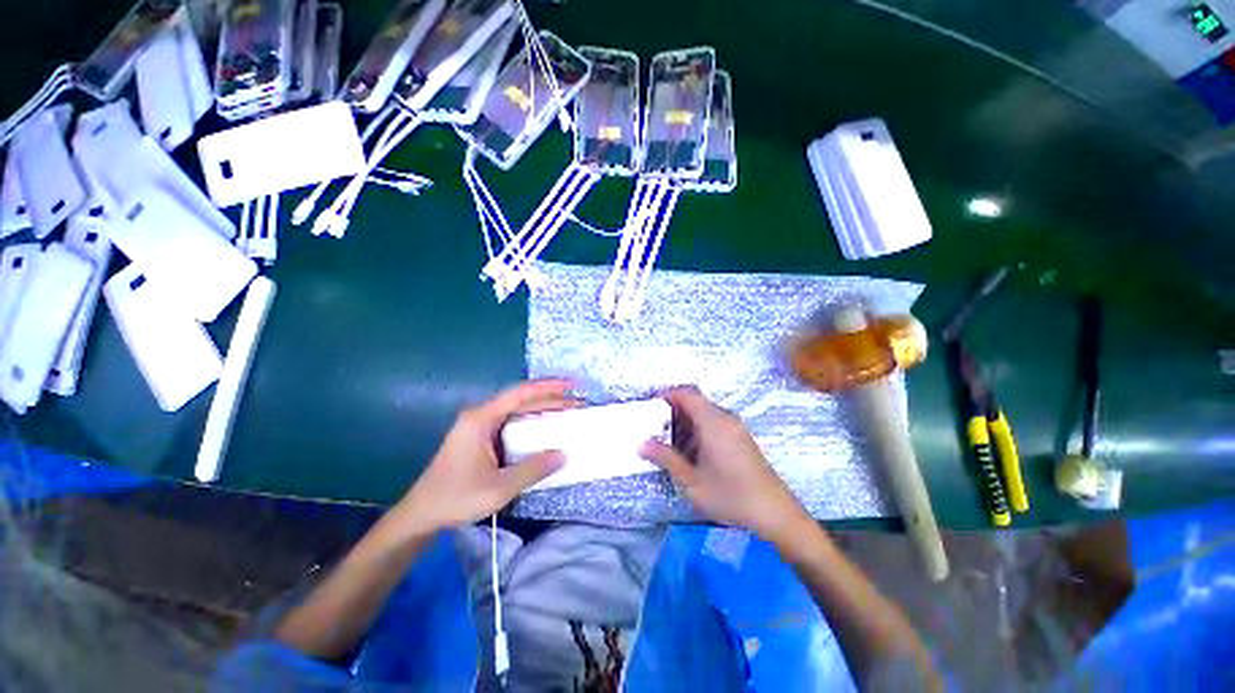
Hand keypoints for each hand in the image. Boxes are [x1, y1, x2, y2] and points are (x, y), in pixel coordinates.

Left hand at [394, 380, 574, 533]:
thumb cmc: (456, 498)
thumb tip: (563, 454)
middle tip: (578, 404)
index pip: (521, 393)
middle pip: (521, 400)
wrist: (421, 515)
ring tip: (568, 414)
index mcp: (482, 419)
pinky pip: (512, 423)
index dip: (549, 386)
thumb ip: (533, 469)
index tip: (572, 384)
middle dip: (551, 399)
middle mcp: (481, 416)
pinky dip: (532, 424)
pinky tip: (546, 431)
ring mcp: (480, 426)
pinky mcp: (481, 438)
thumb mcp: (499, 488)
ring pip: (517, 411)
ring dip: (543, 411)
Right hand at [640, 386, 813, 543]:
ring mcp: (735, 427)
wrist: (775, 512)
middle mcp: (725, 418)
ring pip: (704, 414)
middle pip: (695, 402)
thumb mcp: (692, 481)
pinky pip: (714, 423)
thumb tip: (642, 444)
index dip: (667, 395)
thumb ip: (666, 459)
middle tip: (656, 430)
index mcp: (713, 422)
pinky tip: (691, 454)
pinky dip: (698, 431)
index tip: (650, 408)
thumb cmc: (730, 495)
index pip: (687, 393)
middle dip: (673, 412)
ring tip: (670, 446)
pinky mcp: (740, 437)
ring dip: (685, 423)